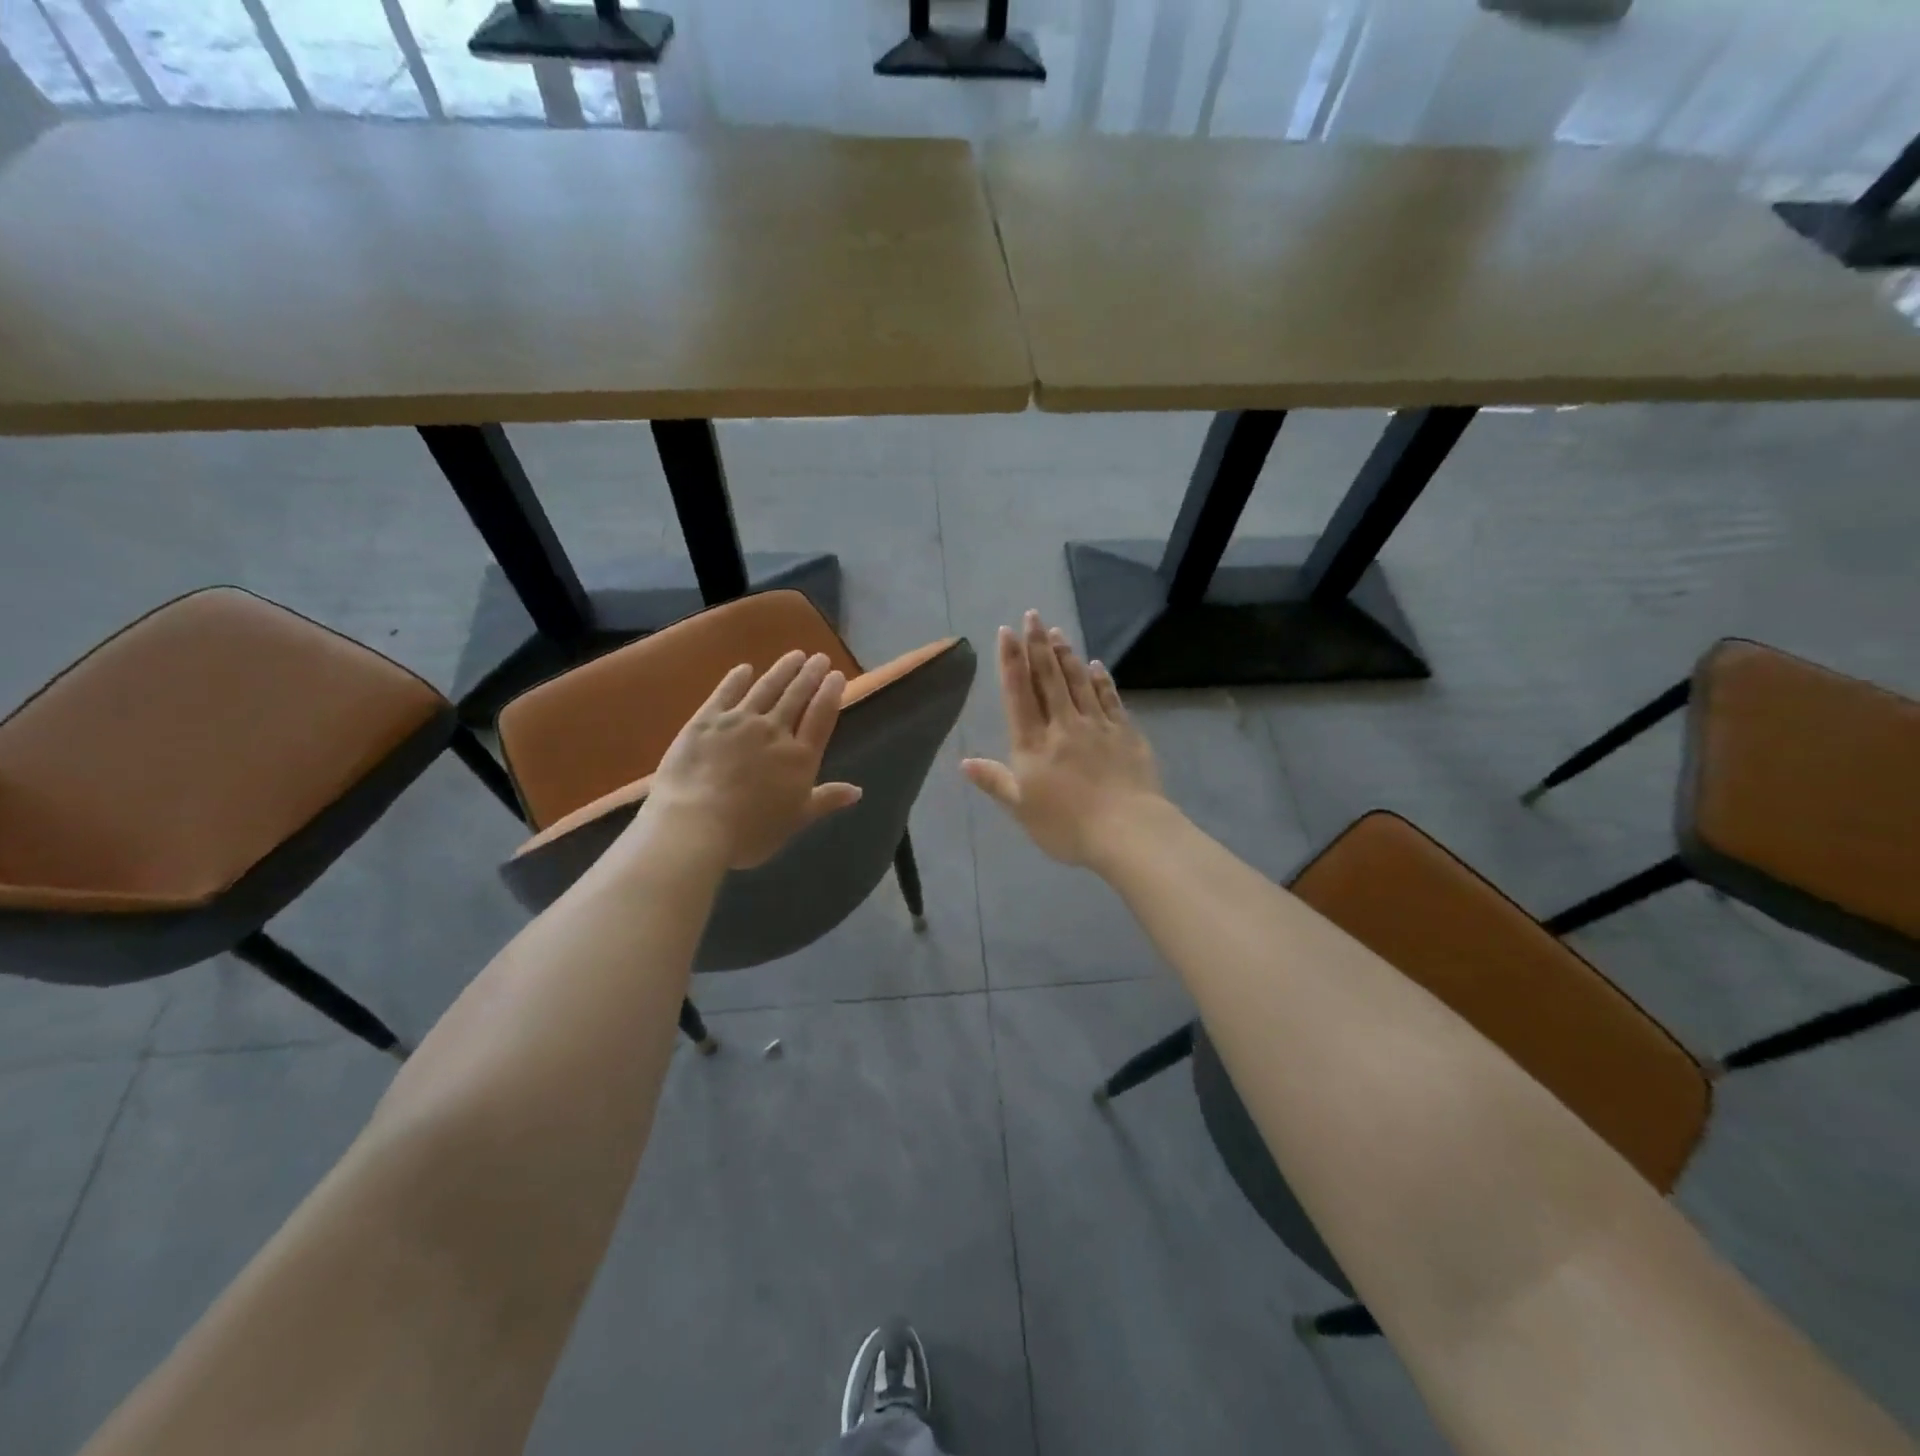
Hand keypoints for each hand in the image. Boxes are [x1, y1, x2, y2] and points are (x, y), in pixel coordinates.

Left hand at [641, 650, 862, 869]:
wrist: (695, 824)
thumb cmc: (750, 831)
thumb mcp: (796, 820)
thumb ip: (826, 800)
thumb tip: (858, 790)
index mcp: (799, 757)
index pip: (821, 716)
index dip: (830, 693)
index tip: (836, 675)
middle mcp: (774, 731)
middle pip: (796, 696)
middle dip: (809, 675)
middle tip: (819, 657)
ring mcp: (739, 722)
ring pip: (766, 689)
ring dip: (782, 670)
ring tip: (794, 655)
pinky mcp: (706, 720)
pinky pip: (726, 693)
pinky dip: (737, 679)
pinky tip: (745, 669)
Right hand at [961, 611, 1166, 868]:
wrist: (1128, 831)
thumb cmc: (1067, 826)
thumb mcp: (1022, 809)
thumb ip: (995, 782)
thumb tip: (964, 762)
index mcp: (1033, 744)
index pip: (1019, 694)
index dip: (1011, 661)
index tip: (1007, 633)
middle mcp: (1063, 725)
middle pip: (1049, 678)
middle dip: (1038, 645)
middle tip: (1033, 616)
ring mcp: (1097, 726)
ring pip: (1078, 681)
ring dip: (1066, 655)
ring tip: (1056, 632)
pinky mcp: (1125, 732)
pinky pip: (1109, 698)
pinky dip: (1101, 679)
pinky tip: (1096, 665)